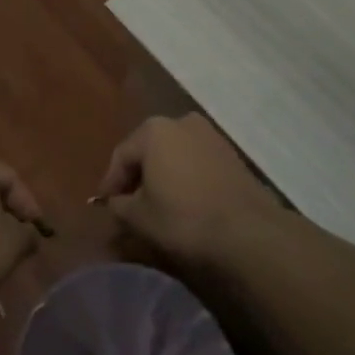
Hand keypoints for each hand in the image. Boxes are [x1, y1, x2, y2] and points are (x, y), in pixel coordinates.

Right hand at [97, 114, 283, 264]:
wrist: (249, 232)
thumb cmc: (184, 218)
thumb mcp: (139, 217)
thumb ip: (119, 206)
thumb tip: (115, 203)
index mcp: (153, 130)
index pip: (121, 156)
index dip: (110, 183)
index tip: (105, 206)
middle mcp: (181, 122)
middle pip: (148, 150)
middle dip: (137, 176)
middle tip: (129, 204)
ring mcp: (210, 135)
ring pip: (174, 155)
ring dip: (163, 176)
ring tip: (157, 205)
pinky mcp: (231, 154)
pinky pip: (196, 163)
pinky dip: (186, 178)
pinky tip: (185, 202)